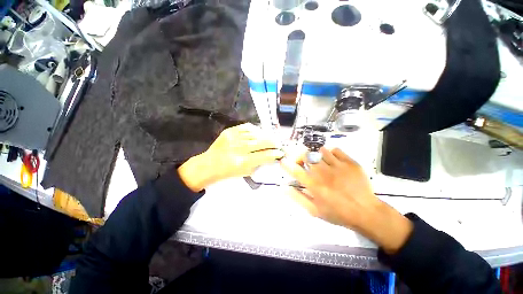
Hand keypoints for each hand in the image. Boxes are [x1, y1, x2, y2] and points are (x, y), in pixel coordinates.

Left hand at [178, 123, 283, 191]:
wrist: (209, 164)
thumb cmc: (227, 172)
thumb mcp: (245, 172)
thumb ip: (258, 164)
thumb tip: (270, 156)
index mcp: (242, 161)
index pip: (264, 155)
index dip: (274, 153)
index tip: (280, 153)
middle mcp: (238, 148)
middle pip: (261, 142)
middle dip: (273, 143)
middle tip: (278, 144)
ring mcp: (233, 138)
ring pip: (255, 134)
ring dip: (265, 136)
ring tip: (270, 139)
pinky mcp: (229, 131)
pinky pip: (246, 127)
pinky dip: (255, 130)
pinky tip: (258, 133)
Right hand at [281, 148, 412, 252]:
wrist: (366, 211)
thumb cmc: (337, 213)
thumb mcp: (314, 210)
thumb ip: (298, 198)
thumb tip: (284, 187)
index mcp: (314, 185)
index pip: (295, 170)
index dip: (286, 164)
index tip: (283, 160)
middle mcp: (323, 173)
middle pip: (306, 156)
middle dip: (300, 156)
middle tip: (302, 161)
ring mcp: (337, 166)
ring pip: (320, 151)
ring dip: (316, 155)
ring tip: (319, 161)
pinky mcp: (349, 162)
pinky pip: (335, 150)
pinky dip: (330, 152)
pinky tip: (332, 159)